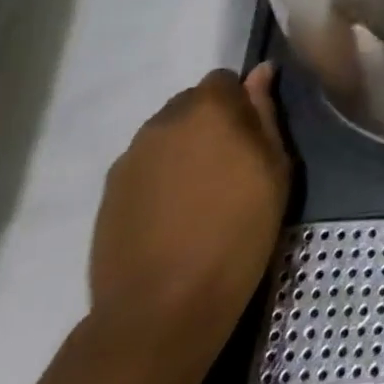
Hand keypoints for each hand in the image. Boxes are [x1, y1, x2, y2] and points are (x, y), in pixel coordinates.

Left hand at [88, 64, 290, 374]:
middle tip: (230, 167)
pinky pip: (144, 168)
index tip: (252, 137)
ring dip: (184, 150)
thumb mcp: (274, 169)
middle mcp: (163, 121)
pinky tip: (173, 217)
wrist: (161, 310)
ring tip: (199, 196)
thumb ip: (265, 113)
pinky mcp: (108, 194)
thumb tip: (261, 72)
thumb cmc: (237, 232)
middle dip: (210, 124)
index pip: (224, 80)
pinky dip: (160, 180)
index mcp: (208, 108)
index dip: (240, 103)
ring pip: (165, 136)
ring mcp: (130, 158)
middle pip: (191, 105)